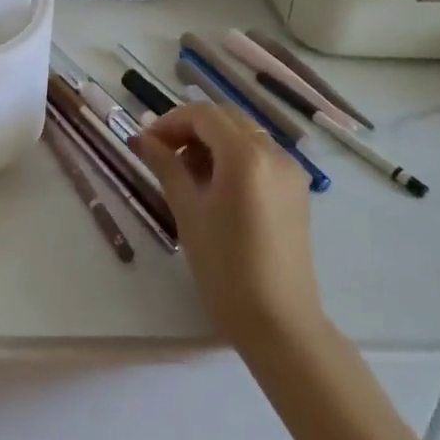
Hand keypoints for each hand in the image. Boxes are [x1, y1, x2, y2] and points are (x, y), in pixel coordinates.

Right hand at [134, 101, 322, 345]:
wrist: (280, 324)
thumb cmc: (225, 268)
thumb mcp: (188, 211)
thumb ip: (166, 166)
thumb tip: (144, 139)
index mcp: (246, 155)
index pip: (203, 115)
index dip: (170, 121)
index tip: (147, 143)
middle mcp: (274, 152)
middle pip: (226, 118)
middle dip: (191, 128)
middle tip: (163, 154)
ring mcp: (290, 171)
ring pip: (244, 135)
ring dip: (212, 142)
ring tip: (187, 175)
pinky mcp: (296, 191)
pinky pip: (260, 156)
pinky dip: (233, 158)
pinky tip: (215, 188)